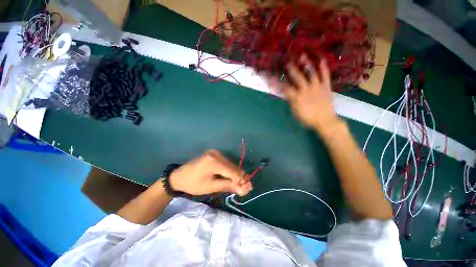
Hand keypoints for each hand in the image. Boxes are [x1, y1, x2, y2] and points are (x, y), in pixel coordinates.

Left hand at [169, 150, 252, 195]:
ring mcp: (215, 153)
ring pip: (230, 164)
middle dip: (241, 177)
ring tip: (242, 184)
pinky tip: (234, 177)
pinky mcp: (215, 154)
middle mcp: (216, 154)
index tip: (250, 188)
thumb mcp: (211, 187)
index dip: (242, 179)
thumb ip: (228, 185)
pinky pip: (226, 163)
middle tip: (247, 187)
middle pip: (233, 166)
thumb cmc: (193, 184)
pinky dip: (231, 170)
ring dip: (237, 174)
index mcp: (213, 161)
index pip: (232, 171)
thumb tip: (243, 189)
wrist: (179, 176)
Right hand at [280, 55, 339, 130]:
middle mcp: (306, 89)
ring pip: (311, 73)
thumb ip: (291, 102)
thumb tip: (286, 94)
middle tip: (287, 62)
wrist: (325, 121)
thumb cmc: (308, 119)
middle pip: (297, 77)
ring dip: (306, 64)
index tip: (271, 79)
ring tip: (302, 55)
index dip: (277, 84)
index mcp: (297, 97)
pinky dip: (324, 68)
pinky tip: (322, 60)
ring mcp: (317, 87)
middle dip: (291, 69)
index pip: (285, 88)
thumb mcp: (295, 112)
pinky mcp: (326, 87)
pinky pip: (325, 76)